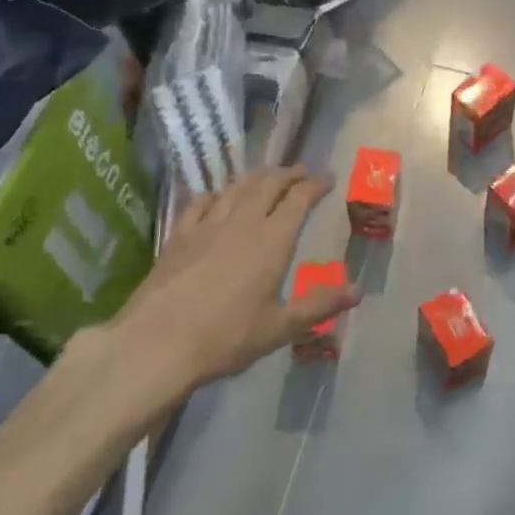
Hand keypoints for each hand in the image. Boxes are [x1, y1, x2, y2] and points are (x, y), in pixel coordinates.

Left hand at [112, 167, 358, 388]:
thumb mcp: (279, 328)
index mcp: (272, 240)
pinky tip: (216, 197)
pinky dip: (216, 194)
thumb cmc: (226, 338)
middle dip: (288, 173)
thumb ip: (319, 305)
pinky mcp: (179, 236)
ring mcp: (207, 226)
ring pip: (236, 188)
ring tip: (266, 175)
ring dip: (256, 177)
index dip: (315, 185)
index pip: (299, 199)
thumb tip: (358, 291)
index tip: (327, 178)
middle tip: (300, 171)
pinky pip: (201, 203)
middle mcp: (242, 222)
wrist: (156, 343)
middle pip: (268, 184)